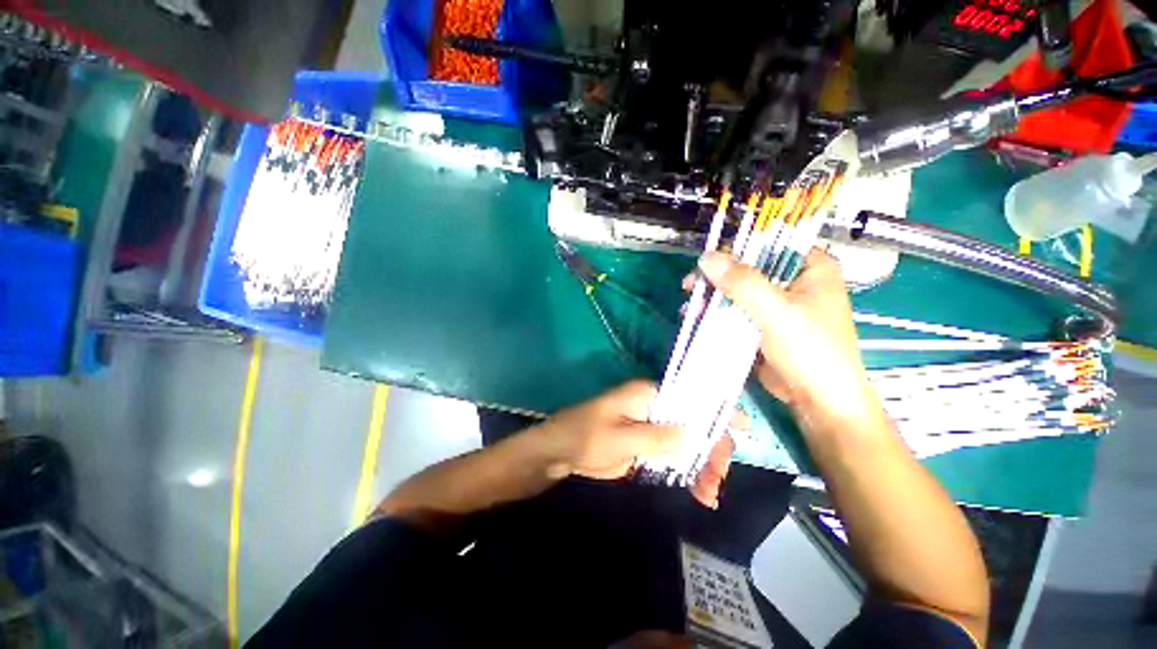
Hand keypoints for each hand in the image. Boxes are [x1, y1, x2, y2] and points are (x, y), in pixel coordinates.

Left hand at [537, 381, 734, 507]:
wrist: (560, 452)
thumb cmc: (586, 434)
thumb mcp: (621, 437)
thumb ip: (658, 437)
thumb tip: (697, 433)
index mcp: (648, 395)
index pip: (690, 398)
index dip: (716, 411)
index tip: (743, 429)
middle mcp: (655, 408)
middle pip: (693, 424)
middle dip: (710, 450)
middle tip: (717, 479)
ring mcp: (651, 429)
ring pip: (686, 444)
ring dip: (701, 466)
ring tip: (710, 494)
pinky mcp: (646, 448)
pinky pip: (673, 458)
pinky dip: (687, 473)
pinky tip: (699, 492)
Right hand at [695, 250, 883, 430]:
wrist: (818, 400)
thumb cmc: (809, 350)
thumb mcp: (775, 312)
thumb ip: (741, 283)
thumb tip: (705, 257)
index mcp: (810, 267)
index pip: (768, 244)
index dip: (735, 250)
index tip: (705, 264)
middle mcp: (794, 280)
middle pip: (747, 268)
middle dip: (717, 279)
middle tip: (690, 287)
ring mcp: (777, 303)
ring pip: (737, 290)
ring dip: (712, 298)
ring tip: (690, 308)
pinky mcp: (763, 323)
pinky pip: (735, 310)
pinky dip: (717, 313)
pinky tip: (697, 318)